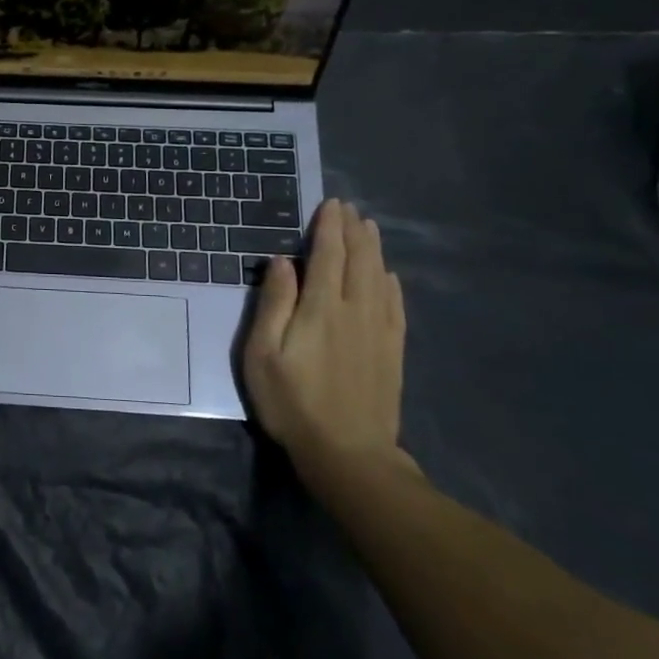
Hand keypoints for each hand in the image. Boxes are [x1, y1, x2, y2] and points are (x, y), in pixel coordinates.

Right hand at [243, 199, 414, 490]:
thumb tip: (280, 262)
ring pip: (379, 278)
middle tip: (349, 209)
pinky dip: (391, 284)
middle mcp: (355, 310)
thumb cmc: (292, 403)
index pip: (327, 256)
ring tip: (369, 228)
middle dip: (353, 231)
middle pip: (358, 261)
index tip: (330, 204)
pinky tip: (389, 277)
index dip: (329, 228)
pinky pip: (396, 307)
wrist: (348, 454)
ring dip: (373, 250)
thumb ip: (273, 305)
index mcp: (321, 308)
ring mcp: (379, 331)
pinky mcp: (392, 352)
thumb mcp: (263, 355)